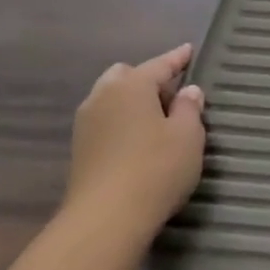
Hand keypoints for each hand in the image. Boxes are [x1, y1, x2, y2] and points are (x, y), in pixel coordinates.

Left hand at [64, 46, 205, 239]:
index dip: (177, 58)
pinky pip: (105, 120)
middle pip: (125, 76)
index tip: (189, 50)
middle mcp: (103, 97)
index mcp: (130, 86)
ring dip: (132, 100)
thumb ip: (189, 109)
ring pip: (110, 98)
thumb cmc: (156, 169)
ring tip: (156, 116)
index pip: (159, 64)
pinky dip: (122, 120)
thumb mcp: (188, 136)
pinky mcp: (80, 149)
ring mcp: (86, 124)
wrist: (106, 219)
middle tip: (172, 92)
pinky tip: (138, 138)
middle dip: (147, 78)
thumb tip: (187, 91)